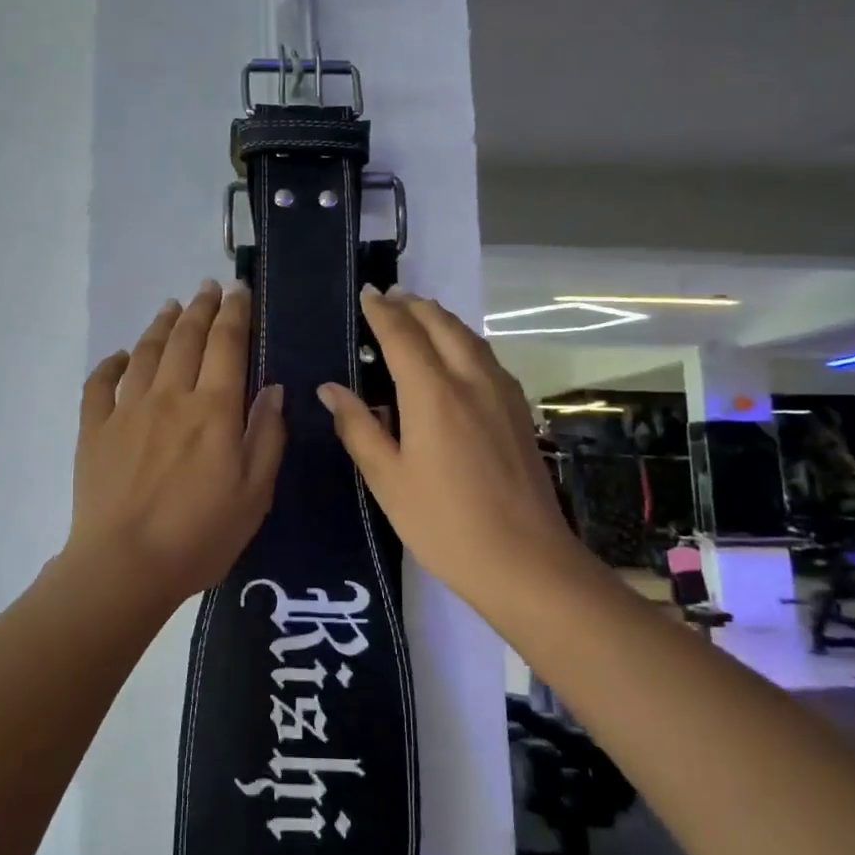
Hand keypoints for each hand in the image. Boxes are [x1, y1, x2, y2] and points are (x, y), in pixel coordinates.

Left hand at [65, 280, 286, 607]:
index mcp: (213, 411)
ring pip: (145, 353)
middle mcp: (170, 397)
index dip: (235, 314)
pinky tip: (121, 356)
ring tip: (171, 307)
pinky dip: (111, 363)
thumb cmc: (200, 537)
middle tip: (208, 287)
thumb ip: (267, 437)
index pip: (227, 346)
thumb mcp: (254, 494)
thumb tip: (274, 389)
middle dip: (201, 308)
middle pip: (186, 339)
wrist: (124, 566)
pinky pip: (100, 384)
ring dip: (161, 325)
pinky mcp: (93, 429)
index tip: (240, 292)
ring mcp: (126, 410)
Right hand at [317, 286, 573, 614]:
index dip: (382, 312)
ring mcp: (502, 394)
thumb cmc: (443, 523)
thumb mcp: (387, 480)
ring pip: (470, 338)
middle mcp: (471, 380)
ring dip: (442, 319)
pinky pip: (487, 358)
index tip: (367, 294)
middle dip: (414, 306)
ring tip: (420, 315)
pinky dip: (464, 341)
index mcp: (433, 394)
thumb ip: (358, 428)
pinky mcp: (519, 412)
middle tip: (390, 297)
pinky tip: (458, 356)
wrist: (524, 560)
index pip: (402, 336)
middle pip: (442, 325)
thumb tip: (330, 389)